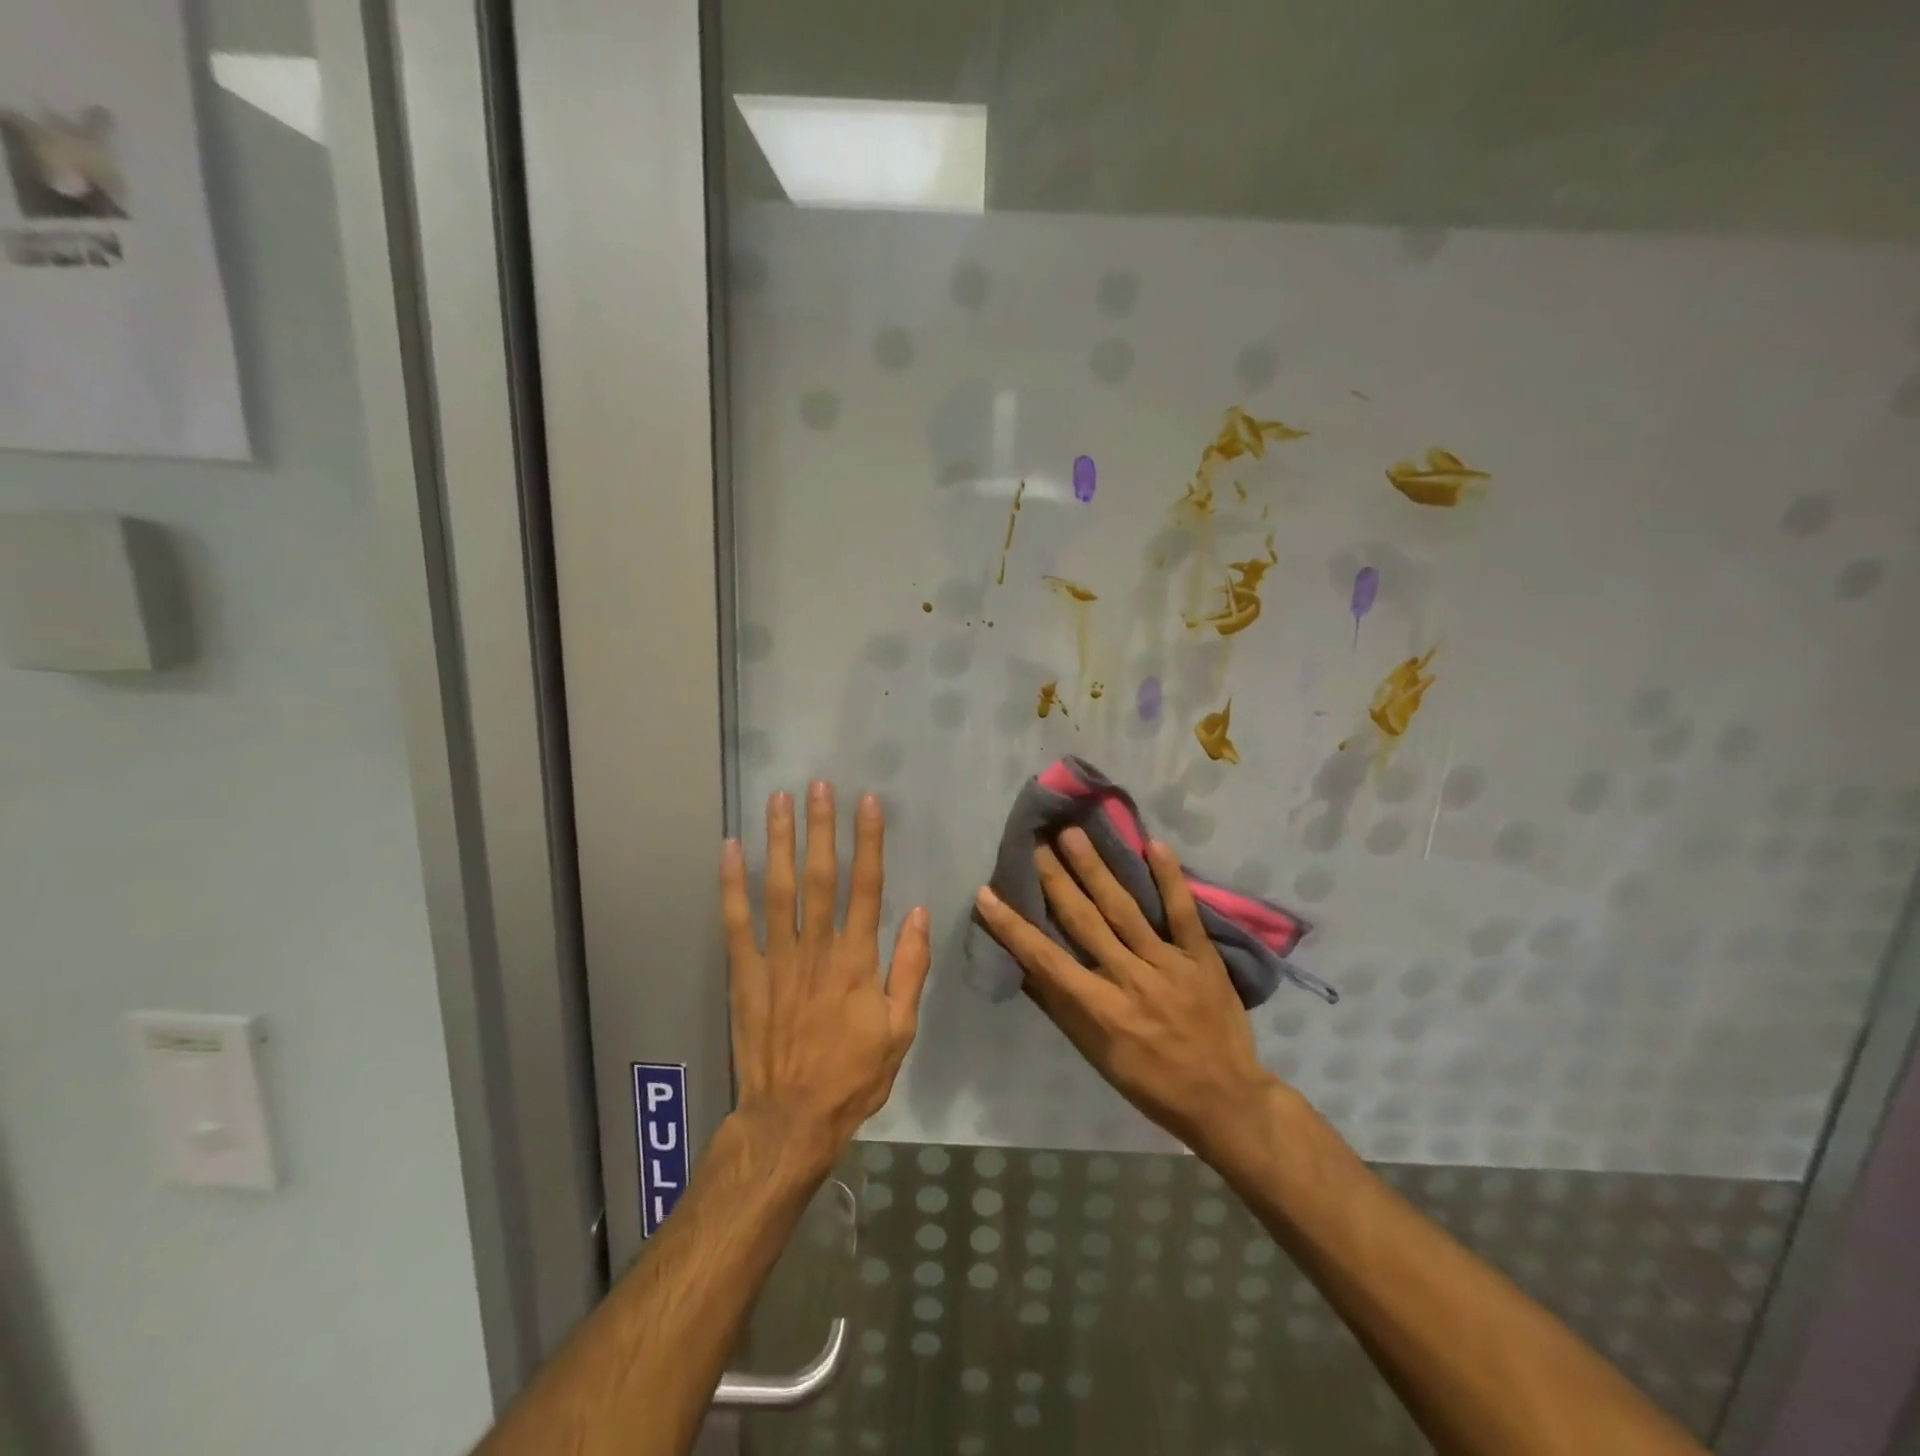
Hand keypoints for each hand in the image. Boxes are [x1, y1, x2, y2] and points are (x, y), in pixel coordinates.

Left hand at [721, 783, 931, 1169]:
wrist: (792, 1118)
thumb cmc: (853, 1074)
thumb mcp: (901, 1029)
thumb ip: (910, 968)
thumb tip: (921, 913)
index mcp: (857, 961)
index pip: (866, 887)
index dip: (868, 842)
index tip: (868, 803)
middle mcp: (816, 949)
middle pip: (819, 877)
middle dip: (820, 828)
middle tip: (818, 785)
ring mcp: (775, 960)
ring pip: (777, 890)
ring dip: (778, 842)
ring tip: (778, 801)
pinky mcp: (744, 975)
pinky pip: (735, 923)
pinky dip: (730, 885)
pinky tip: (728, 850)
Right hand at [973, 827, 1277, 1158]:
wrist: (1226, 1099)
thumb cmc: (1151, 1083)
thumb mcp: (1097, 1056)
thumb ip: (1063, 1008)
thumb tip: (1027, 968)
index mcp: (1101, 1010)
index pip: (1047, 960)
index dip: (1014, 927)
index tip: (987, 894)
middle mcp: (1131, 979)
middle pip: (1085, 922)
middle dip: (1055, 881)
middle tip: (1035, 843)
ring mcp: (1169, 964)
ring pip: (1125, 909)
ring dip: (1096, 869)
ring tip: (1073, 833)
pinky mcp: (1201, 956)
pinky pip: (1183, 912)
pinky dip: (1170, 878)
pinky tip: (1154, 845)